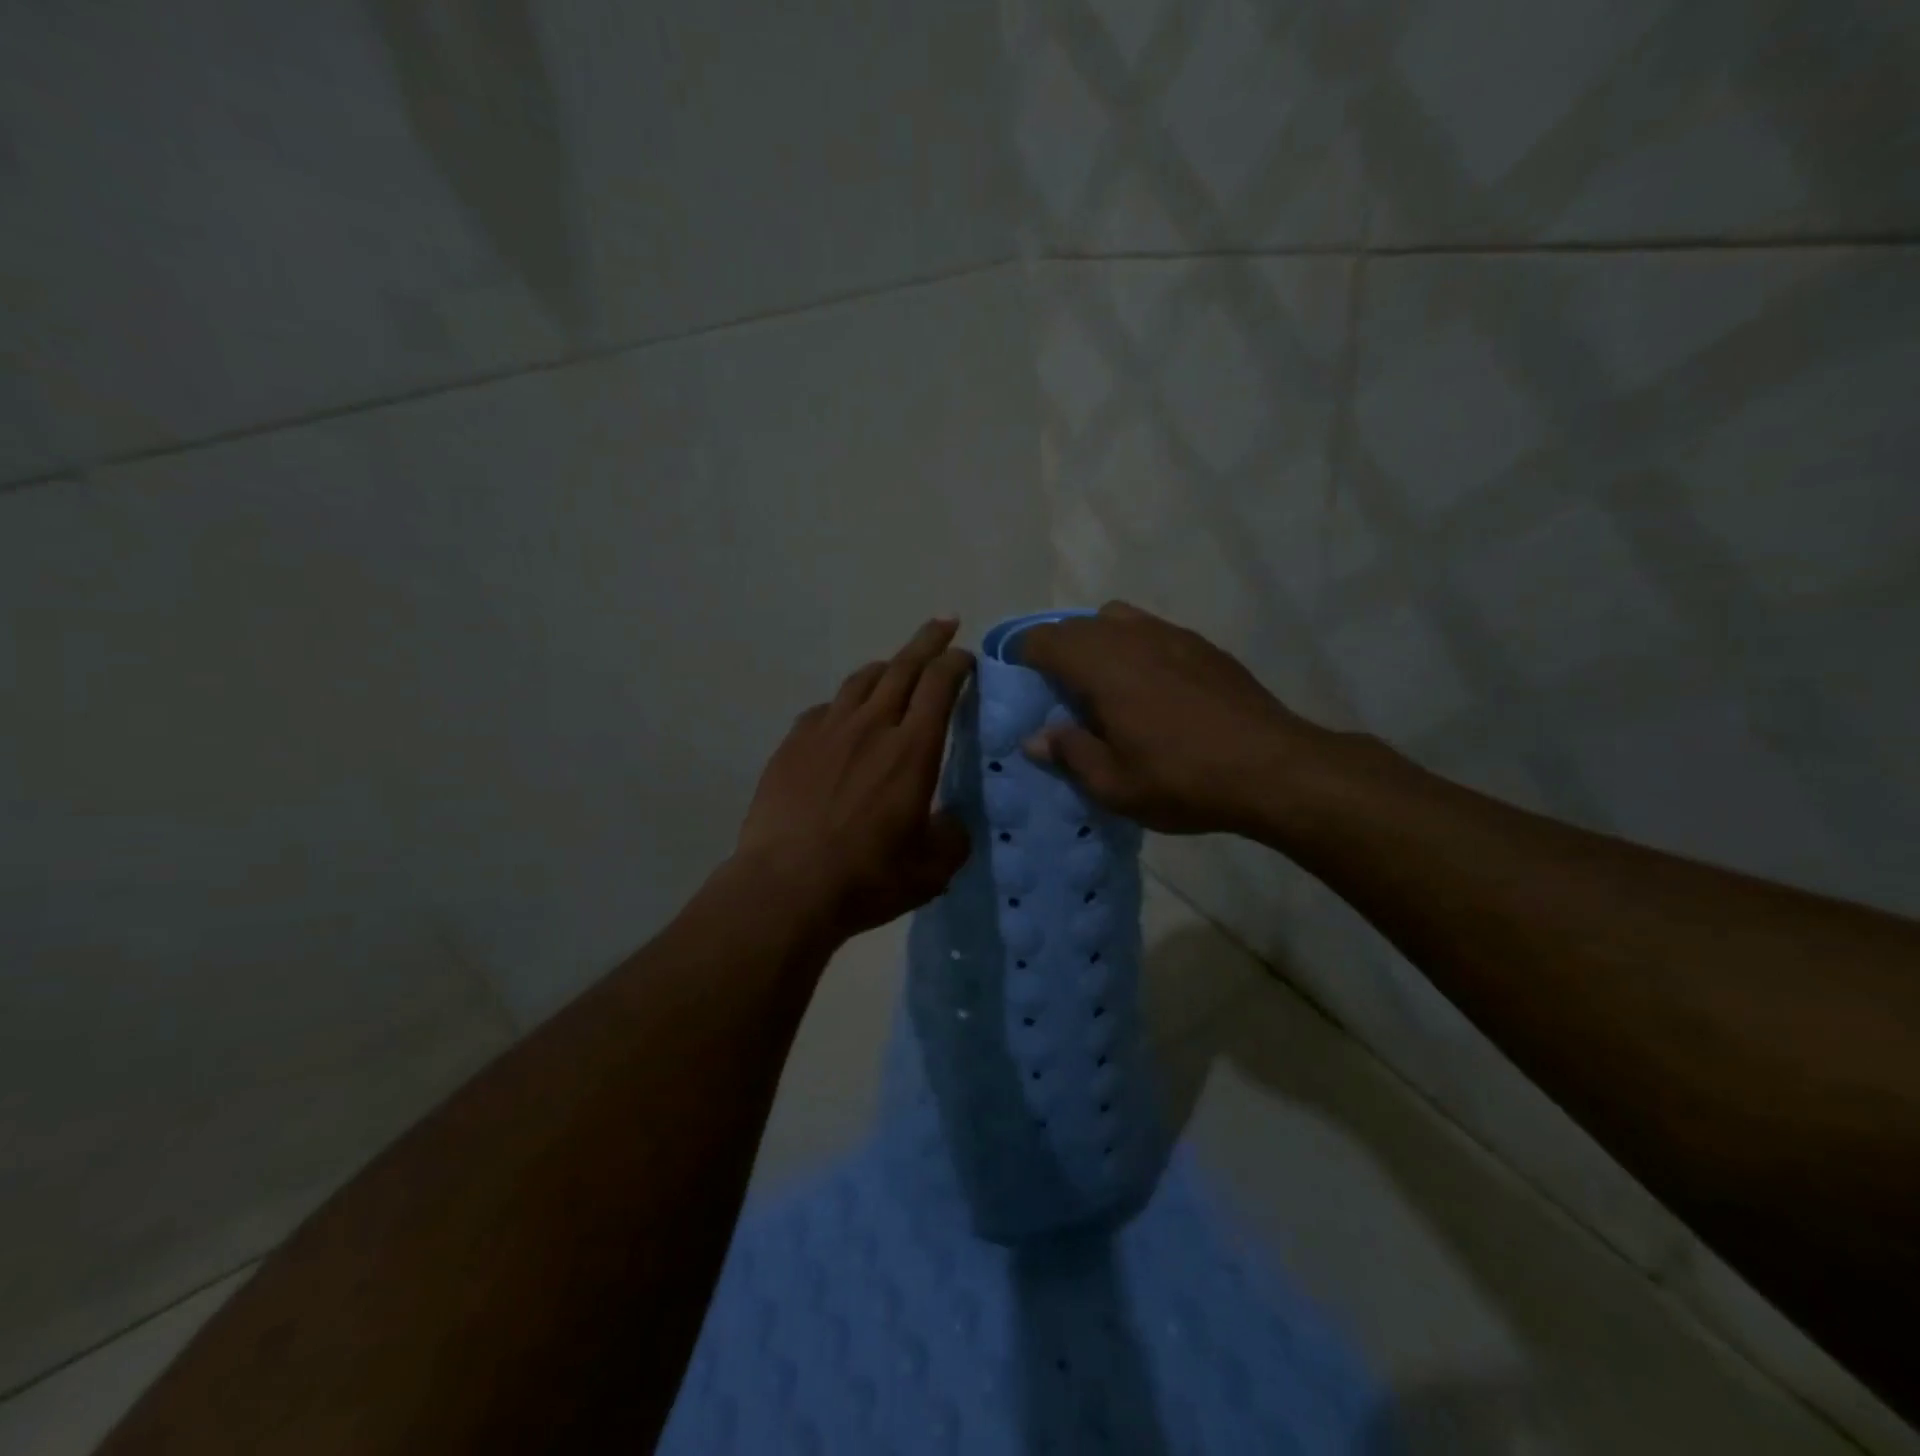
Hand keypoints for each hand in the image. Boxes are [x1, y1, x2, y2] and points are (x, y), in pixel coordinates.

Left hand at [736, 618, 974, 940]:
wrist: (784, 887)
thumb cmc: (866, 878)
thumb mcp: (932, 870)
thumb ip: (953, 837)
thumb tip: (952, 820)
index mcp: (912, 750)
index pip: (940, 685)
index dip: (957, 663)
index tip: (967, 656)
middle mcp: (871, 726)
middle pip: (903, 667)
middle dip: (928, 641)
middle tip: (943, 623)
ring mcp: (826, 730)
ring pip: (860, 680)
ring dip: (885, 667)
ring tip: (896, 666)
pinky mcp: (793, 744)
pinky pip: (825, 708)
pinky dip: (844, 704)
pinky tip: (844, 718)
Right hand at [1016, 601, 1332, 835]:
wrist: (1273, 769)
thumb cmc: (1182, 779)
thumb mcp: (1113, 784)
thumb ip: (1069, 753)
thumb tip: (1036, 737)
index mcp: (1102, 666)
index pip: (1044, 640)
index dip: (1022, 656)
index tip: (1018, 682)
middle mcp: (1132, 637)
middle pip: (1078, 625)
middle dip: (1057, 650)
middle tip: (1056, 692)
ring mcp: (1172, 635)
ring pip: (1117, 619)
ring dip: (1097, 642)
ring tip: (1102, 684)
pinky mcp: (1203, 645)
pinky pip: (1152, 631)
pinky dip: (1135, 647)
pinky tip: (1151, 687)